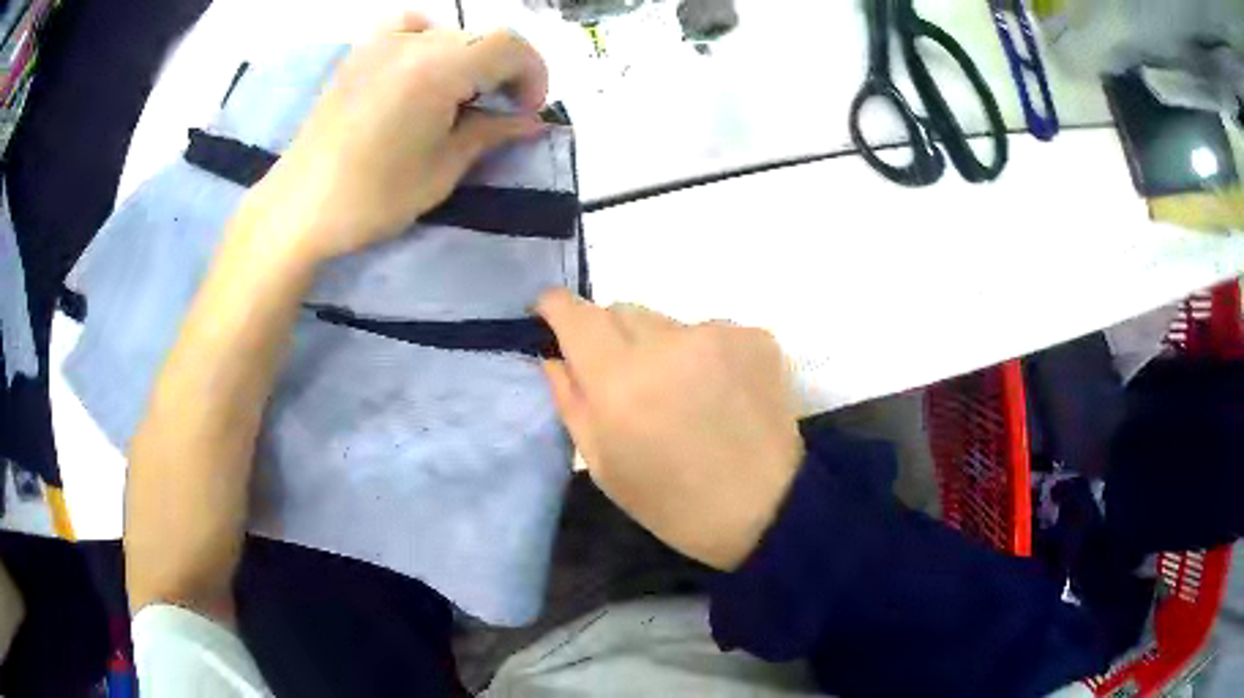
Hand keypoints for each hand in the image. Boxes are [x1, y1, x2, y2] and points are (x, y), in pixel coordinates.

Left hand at [249, 12, 548, 263]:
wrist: (299, 207)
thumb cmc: (373, 197)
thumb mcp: (442, 169)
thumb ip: (492, 132)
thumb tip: (532, 120)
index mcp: (439, 66)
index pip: (510, 45)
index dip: (533, 73)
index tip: (528, 111)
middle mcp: (413, 40)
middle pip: (482, 38)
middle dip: (504, 71)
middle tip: (499, 112)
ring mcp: (381, 41)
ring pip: (450, 33)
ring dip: (470, 60)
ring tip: (460, 97)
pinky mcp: (360, 52)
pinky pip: (410, 28)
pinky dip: (429, 41)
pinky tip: (422, 68)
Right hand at [537, 290, 803, 570]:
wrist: (767, 509)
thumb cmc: (673, 502)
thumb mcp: (603, 464)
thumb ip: (570, 400)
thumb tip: (553, 355)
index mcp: (620, 380)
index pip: (575, 313)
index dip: (555, 308)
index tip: (550, 316)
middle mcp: (667, 342)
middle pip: (620, 310)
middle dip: (610, 336)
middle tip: (627, 381)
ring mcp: (717, 334)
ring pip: (666, 322)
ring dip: (661, 347)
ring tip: (682, 394)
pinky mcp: (755, 336)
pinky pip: (709, 331)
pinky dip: (703, 354)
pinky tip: (720, 393)